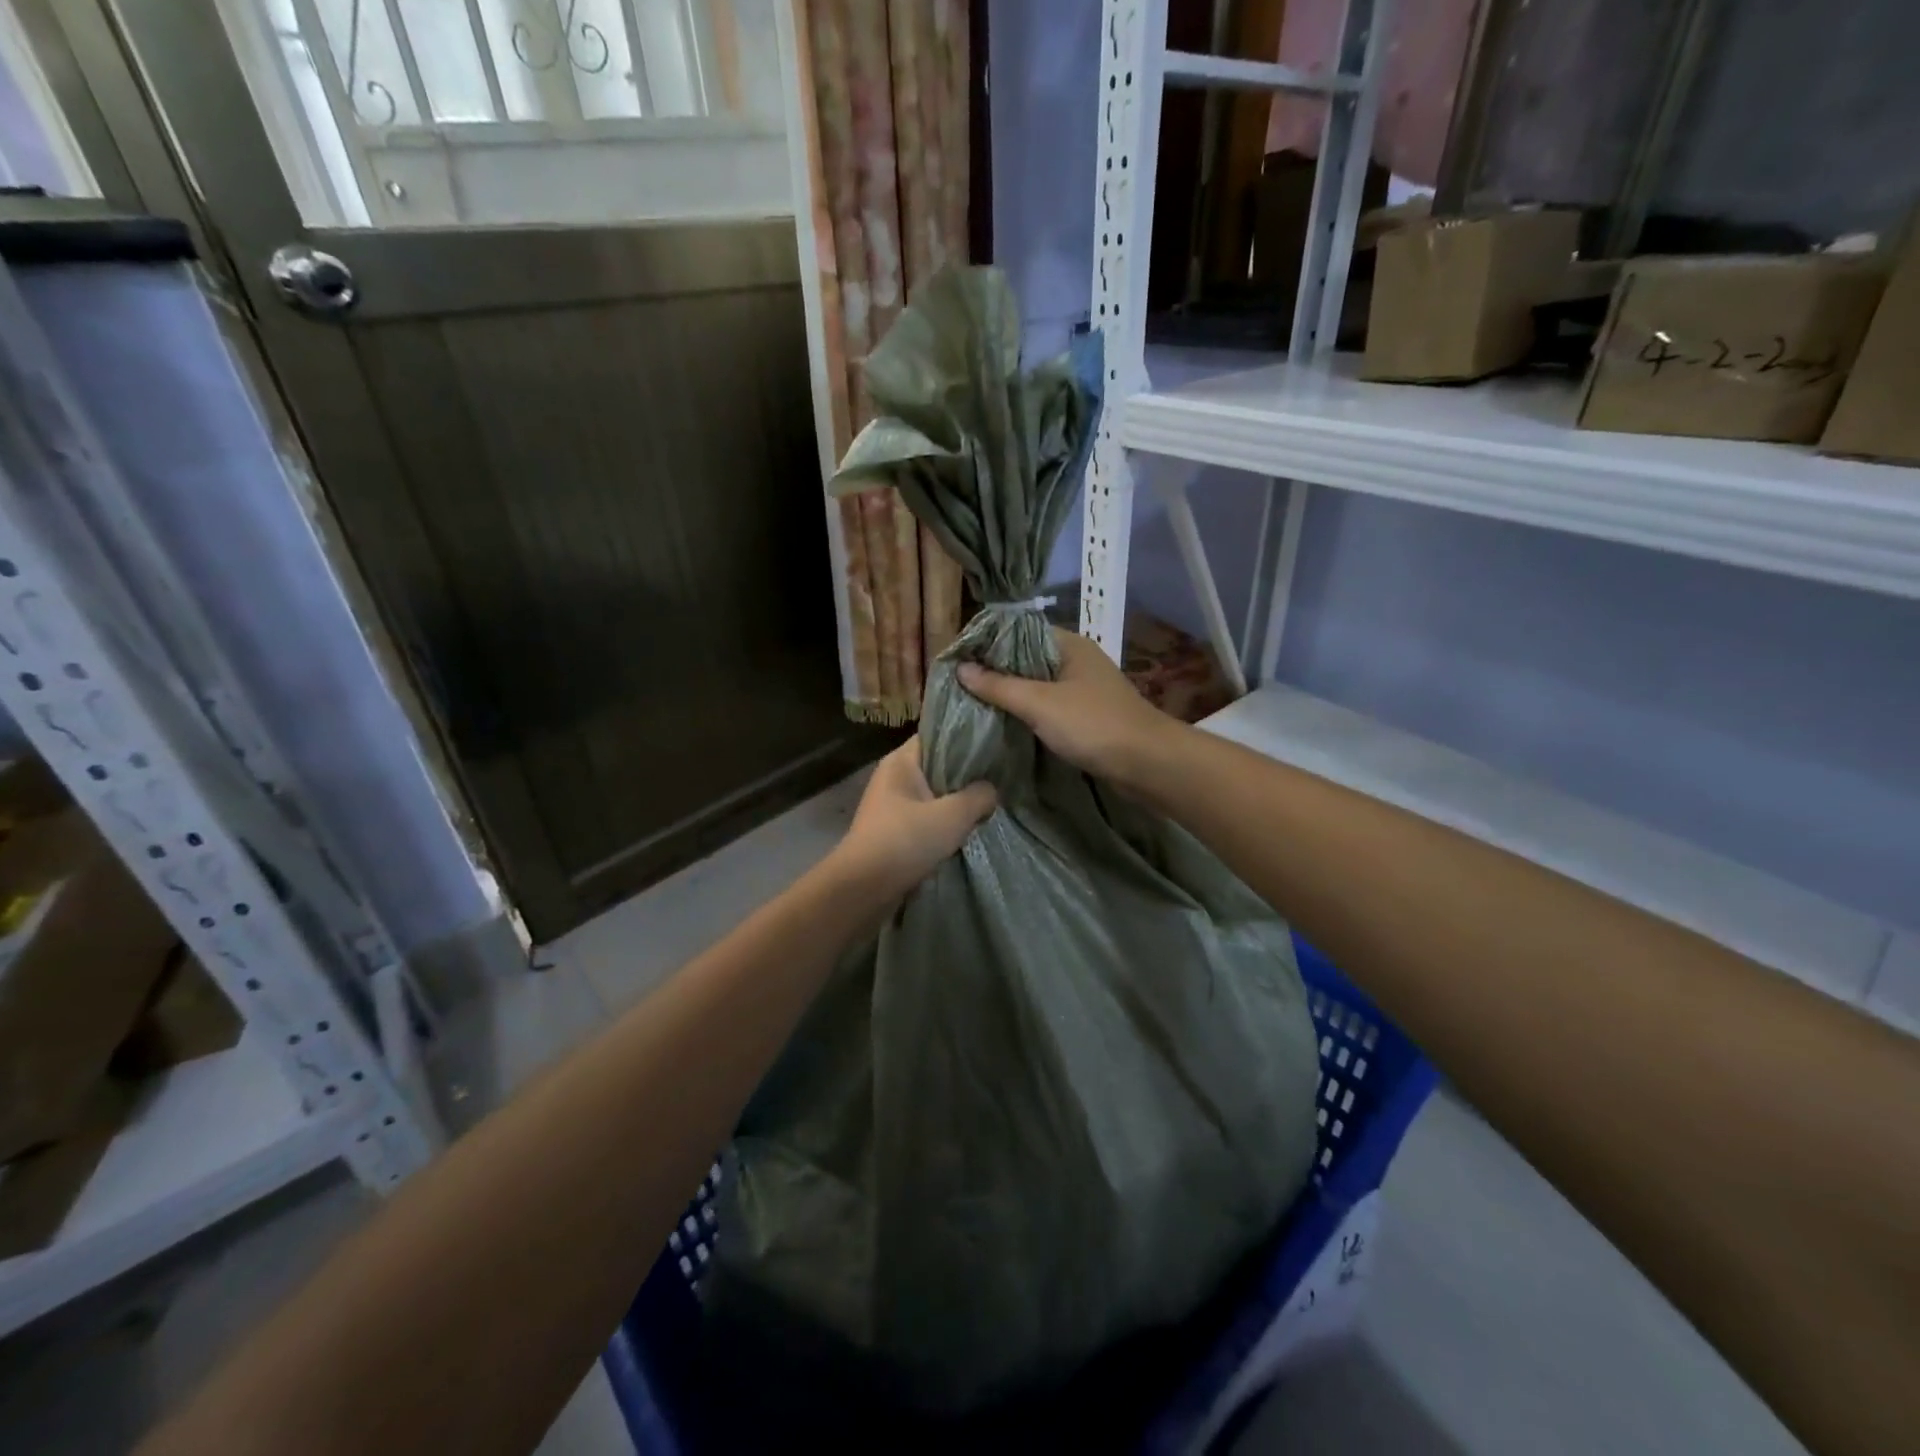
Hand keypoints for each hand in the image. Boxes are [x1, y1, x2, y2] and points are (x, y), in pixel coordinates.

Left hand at [830, 737, 997, 899]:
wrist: (864, 888)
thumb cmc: (906, 840)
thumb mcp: (953, 815)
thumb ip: (979, 796)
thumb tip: (991, 791)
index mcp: (901, 761)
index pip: (937, 735)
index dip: (965, 738)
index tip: (994, 745)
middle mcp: (893, 777)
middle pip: (938, 767)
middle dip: (966, 775)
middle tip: (1000, 778)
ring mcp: (891, 806)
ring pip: (934, 795)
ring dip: (957, 804)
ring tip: (990, 805)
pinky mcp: (894, 832)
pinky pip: (926, 819)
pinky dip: (945, 824)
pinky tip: (968, 831)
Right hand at [957, 628, 1178, 784]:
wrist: (1146, 763)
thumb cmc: (1092, 724)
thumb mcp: (1039, 703)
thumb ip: (999, 685)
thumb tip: (961, 668)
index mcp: (1068, 645)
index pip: (1019, 632)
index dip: (988, 643)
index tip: (957, 659)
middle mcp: (1076, 661)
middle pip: (1027, 660)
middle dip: (996, 672)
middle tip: (959, 685)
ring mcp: (1084, 689)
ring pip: (1038, 685)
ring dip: (1011, 695)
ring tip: (974, 704)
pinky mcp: (1087, 716)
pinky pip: (1049, 707)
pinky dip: (1028, 713)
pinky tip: (1006, 723)